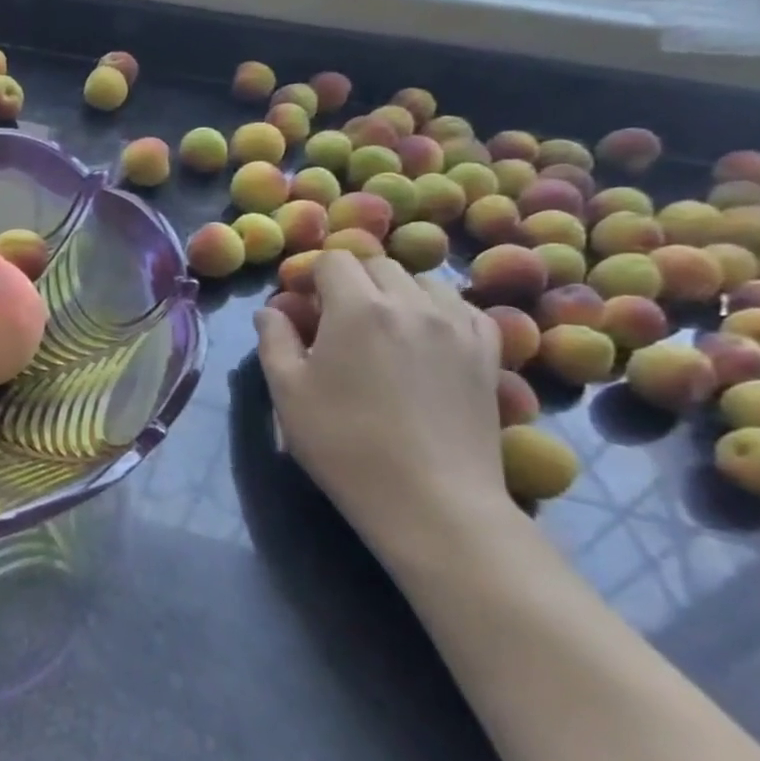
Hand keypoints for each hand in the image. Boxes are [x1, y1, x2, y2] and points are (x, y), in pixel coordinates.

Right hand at [256, 251, 505, 555]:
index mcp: (357, 307)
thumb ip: (274, 340)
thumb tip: (271, 311)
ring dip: (395, 292)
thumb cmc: (345, 444)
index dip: (311, 275)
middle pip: (378, 264)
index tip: (300, 305)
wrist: (432, 500)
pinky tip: (424, 340)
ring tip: (381, 329)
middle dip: (351, 279)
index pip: (333, 260)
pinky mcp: (488, 353)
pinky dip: (437, 311)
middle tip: (334, 318)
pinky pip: (461, 309)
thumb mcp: (288, 391)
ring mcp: (458, 326)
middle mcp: (412, 303)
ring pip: (422, 282)